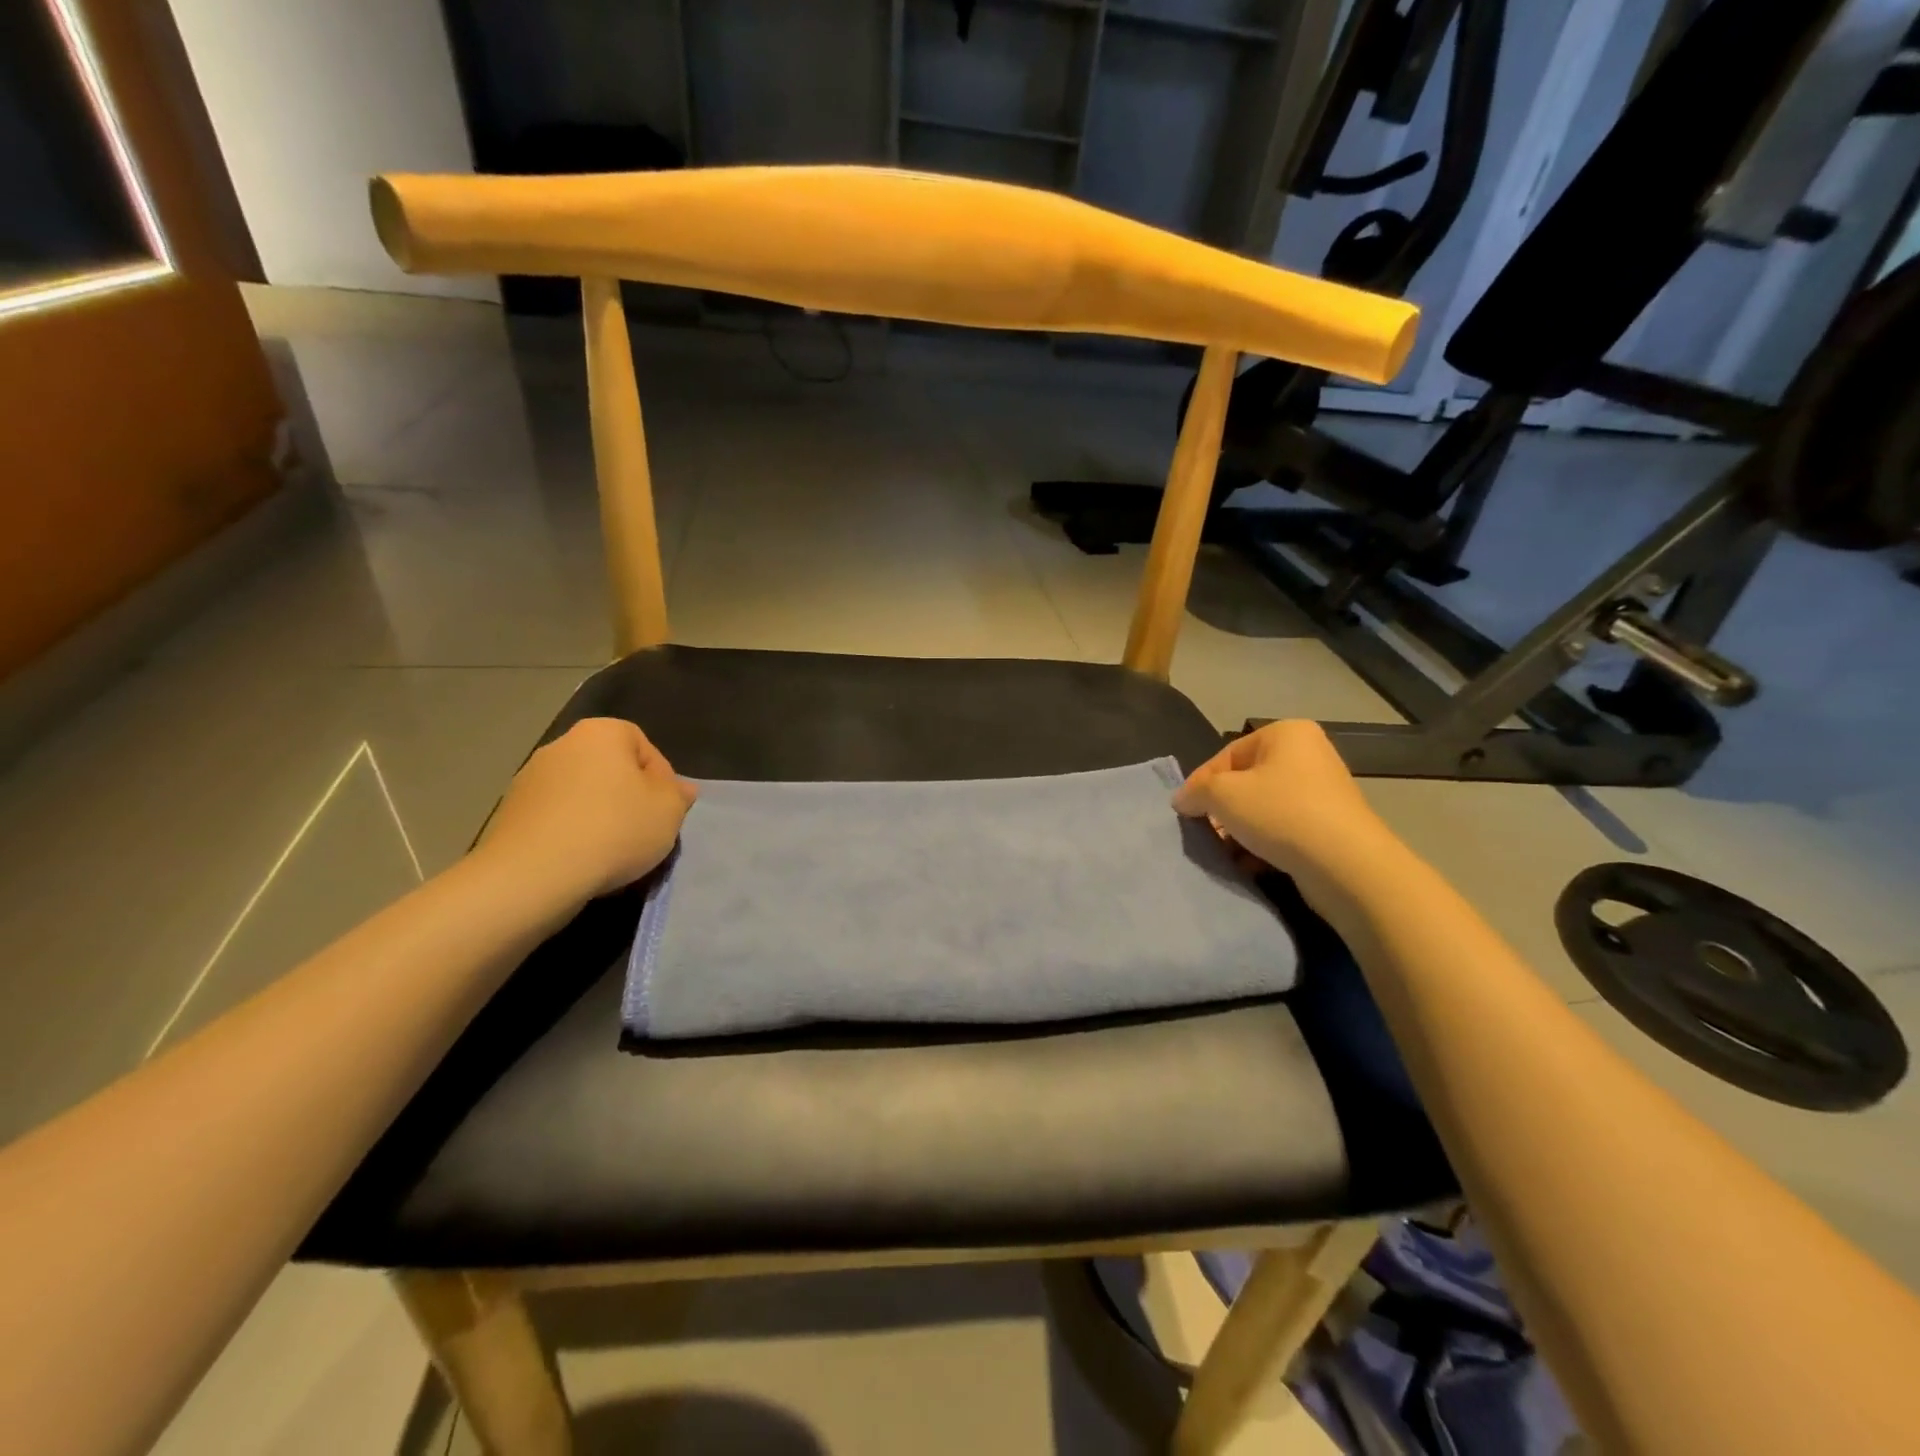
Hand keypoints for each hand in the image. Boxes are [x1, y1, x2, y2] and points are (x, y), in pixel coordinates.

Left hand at [473, 718, 697, 905]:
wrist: (533, 874)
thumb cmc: (613, 829)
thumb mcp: (669, 811)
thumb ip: (679, 795)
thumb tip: (679, 789)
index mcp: (601, 733)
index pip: (644, 746)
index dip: (662, 778)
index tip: (666, 810)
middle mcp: (561, 745)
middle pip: (610, 769)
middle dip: (628, 797)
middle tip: (643, 830)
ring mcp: (529, 779)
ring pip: (581, 795)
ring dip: (598, 816)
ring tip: (612, 852)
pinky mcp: (509, 814)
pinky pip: (555, 818)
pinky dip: (571, 833)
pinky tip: (581, 861)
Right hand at [1173, 720, 1394, 909]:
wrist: (1346, 865)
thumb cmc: (1280, 813)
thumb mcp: (1223, 795)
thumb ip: (1195, 792)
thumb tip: (1183, 800)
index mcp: (1286, 734)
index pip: (1227, 755)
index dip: (1201, 783)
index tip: (1185, 812)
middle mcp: (1309, 755)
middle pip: (1246, 781)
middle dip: (1222, 810)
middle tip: (1206, 834)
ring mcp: (1323, 792)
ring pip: (1264, 808)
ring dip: (1240, 831)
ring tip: (1226, 853)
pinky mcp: (1330, 826)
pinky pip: (1284, 829)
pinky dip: (1264, 844)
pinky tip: (1250, 864)